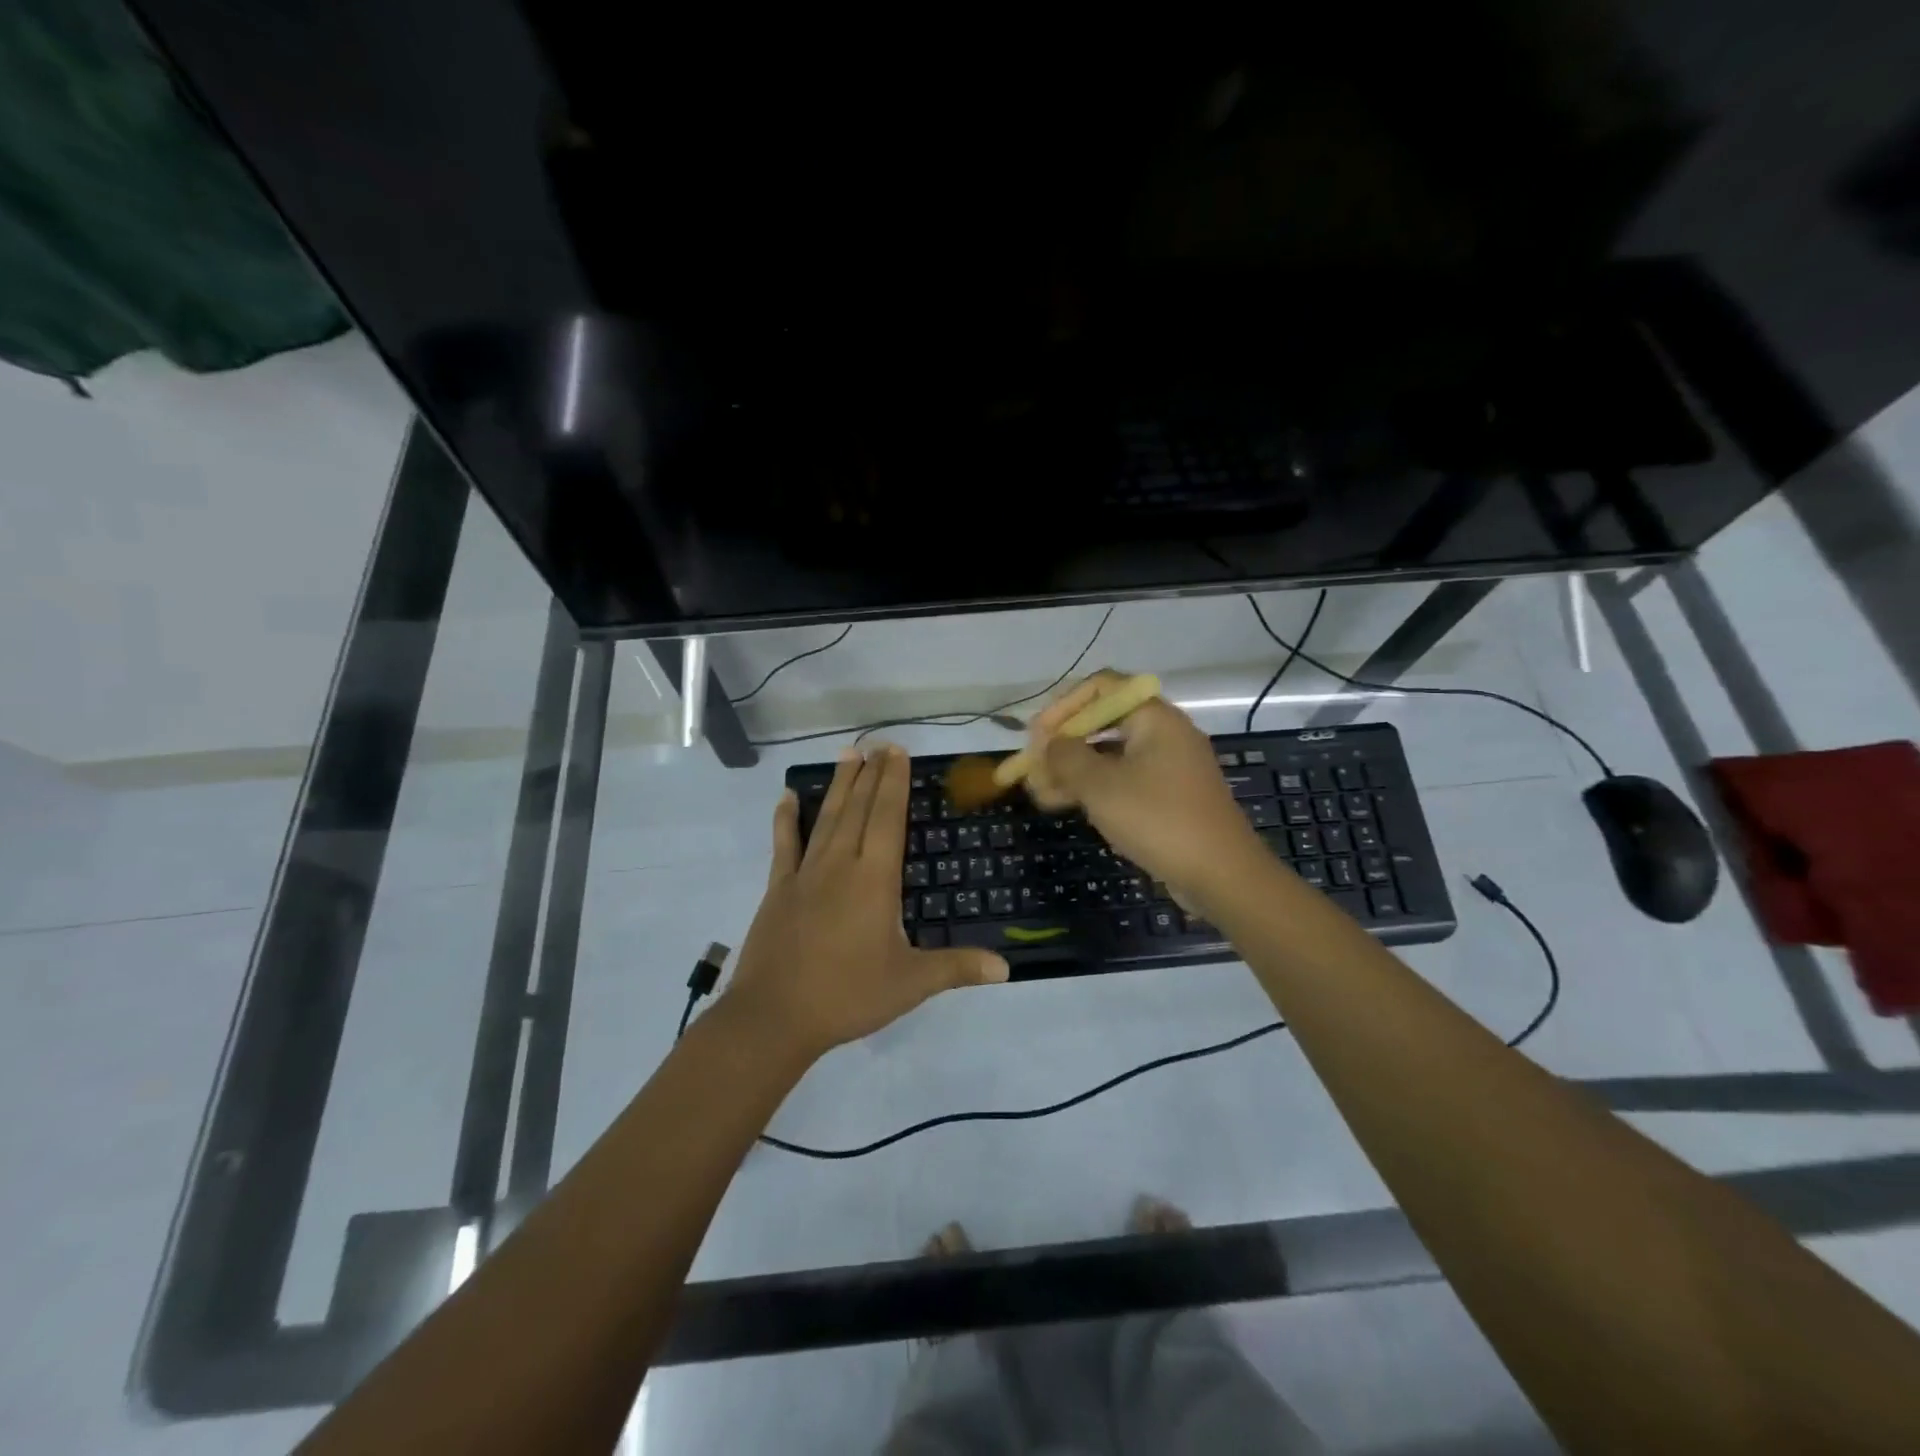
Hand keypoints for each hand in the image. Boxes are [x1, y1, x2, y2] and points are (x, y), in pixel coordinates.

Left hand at [722, 744, 1008, 1058]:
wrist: (775, 1017)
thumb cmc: (848, 995)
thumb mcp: (910, 984)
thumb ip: (957, 969)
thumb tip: (1006, 968)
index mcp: (875, 879)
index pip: (888, 819)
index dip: (894, 783)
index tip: (897, 753)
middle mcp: (841, 865)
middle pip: (859, 809)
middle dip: (872, 775)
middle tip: (879, 744)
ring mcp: (805, 873)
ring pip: (827, 818)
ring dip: (839, 785)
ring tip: (847, 754)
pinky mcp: (779, 888)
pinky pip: (784, 844)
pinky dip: (787, 819)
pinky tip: (788, 796)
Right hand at [1023, 670, 1268, 908]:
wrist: (1221, 874)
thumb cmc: (1158, 819)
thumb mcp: (1101, 786)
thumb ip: (1066, 757)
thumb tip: (1050, 744)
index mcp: (1154, 717)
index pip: (1101, 687)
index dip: (1063, 706)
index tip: (1036, 735)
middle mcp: (1163, 733)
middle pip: (1102, 722)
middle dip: (1063, 743)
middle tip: (1033, 767)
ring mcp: (1168, 766)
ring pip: (1109, 755)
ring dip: (1073, 770)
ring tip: (1039, 793)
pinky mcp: (1168, 796)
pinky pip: (1123, 779)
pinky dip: (1094, 788)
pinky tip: (1065, 804)